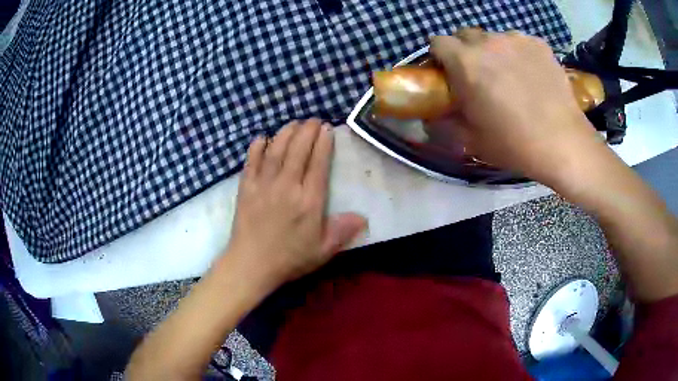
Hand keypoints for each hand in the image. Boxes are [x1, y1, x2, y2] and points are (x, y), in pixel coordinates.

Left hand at [223, 119, 366, 291]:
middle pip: (298, 150)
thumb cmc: (289, 259)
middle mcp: (287, 186)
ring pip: (276, 150)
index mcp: (309, 201)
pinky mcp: (246, 188)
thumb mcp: (322, 251)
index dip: (323, 143)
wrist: (251, 265)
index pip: (318, 164)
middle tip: (313, 120)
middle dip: (307, 131)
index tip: (327, 129)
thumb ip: (342, 232)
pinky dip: (257, 147)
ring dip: (285, 133)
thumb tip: (363, 217)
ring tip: (293, 123)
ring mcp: (264, 185)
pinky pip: (251, 161)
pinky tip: (262, 138)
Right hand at [429, 30, 605, 184]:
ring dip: (494, 51)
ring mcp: (516, 39)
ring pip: (494, 37)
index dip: (440, 57)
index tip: (449, 73)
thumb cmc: (515, 144)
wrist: (563, 144)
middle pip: (465, 35)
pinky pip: (519, 42)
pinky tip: (531, 75)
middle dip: (466, 51)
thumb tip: (430, 118)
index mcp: (466, 62)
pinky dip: (518, 53)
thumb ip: (447, 122)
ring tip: (510, 76)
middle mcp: (488, 42)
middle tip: (480, 76)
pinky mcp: (539, 44)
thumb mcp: (472, 139)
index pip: (437, 41)